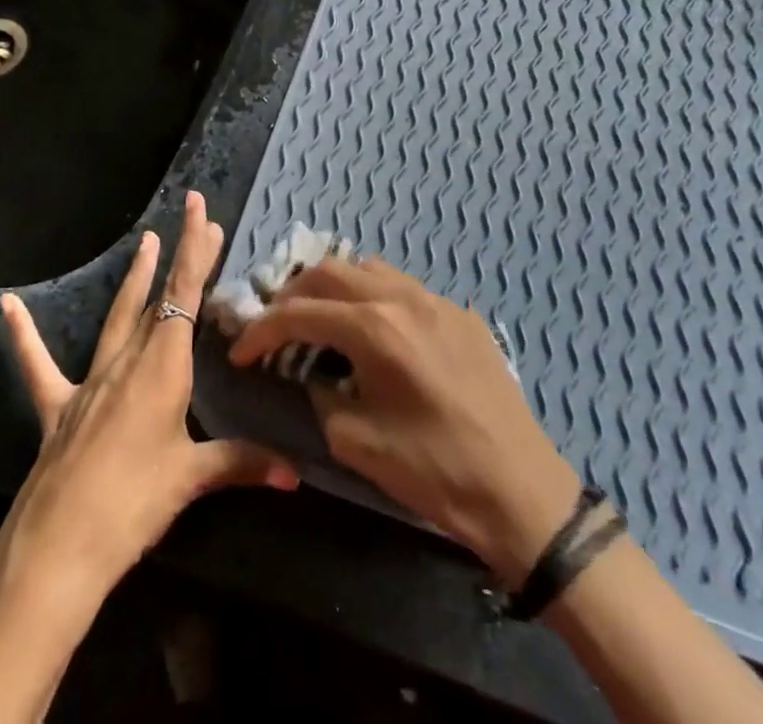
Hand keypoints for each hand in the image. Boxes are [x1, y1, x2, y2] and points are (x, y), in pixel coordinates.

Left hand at [0, 192, 298, 611]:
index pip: (184, 294)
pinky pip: (38, 364)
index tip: (202, 211)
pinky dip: (24, 334)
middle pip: (160, 299)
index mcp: (162, 367)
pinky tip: (7, 305)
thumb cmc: (133, 506)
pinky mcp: (57, 407)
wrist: (58, 549)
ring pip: (117, 318)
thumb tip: (295, 475)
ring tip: (143, 242)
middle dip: (180, 259)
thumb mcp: (191, 480)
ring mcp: (89, 382)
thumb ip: (242, 464)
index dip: (195, 251)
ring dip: (134, 279)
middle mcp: (127, 361)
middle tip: (196, 223)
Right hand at [228, 256, 579, 584]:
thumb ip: (321, 396)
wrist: (523, 492)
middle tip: (275, 327)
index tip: (239, 352)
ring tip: (319, 319)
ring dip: (333, 287)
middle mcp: (402, 297)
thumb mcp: (357, 443)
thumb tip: (313, 375)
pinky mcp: (461, 314)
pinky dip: (372, 296)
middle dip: (292, 295)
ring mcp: (436, 300)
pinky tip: (373, 331)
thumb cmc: (435, 472)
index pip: (299, 313)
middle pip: (329, 272)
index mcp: (375, 327)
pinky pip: (403, 288)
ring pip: (368, 268)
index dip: (261, 331)